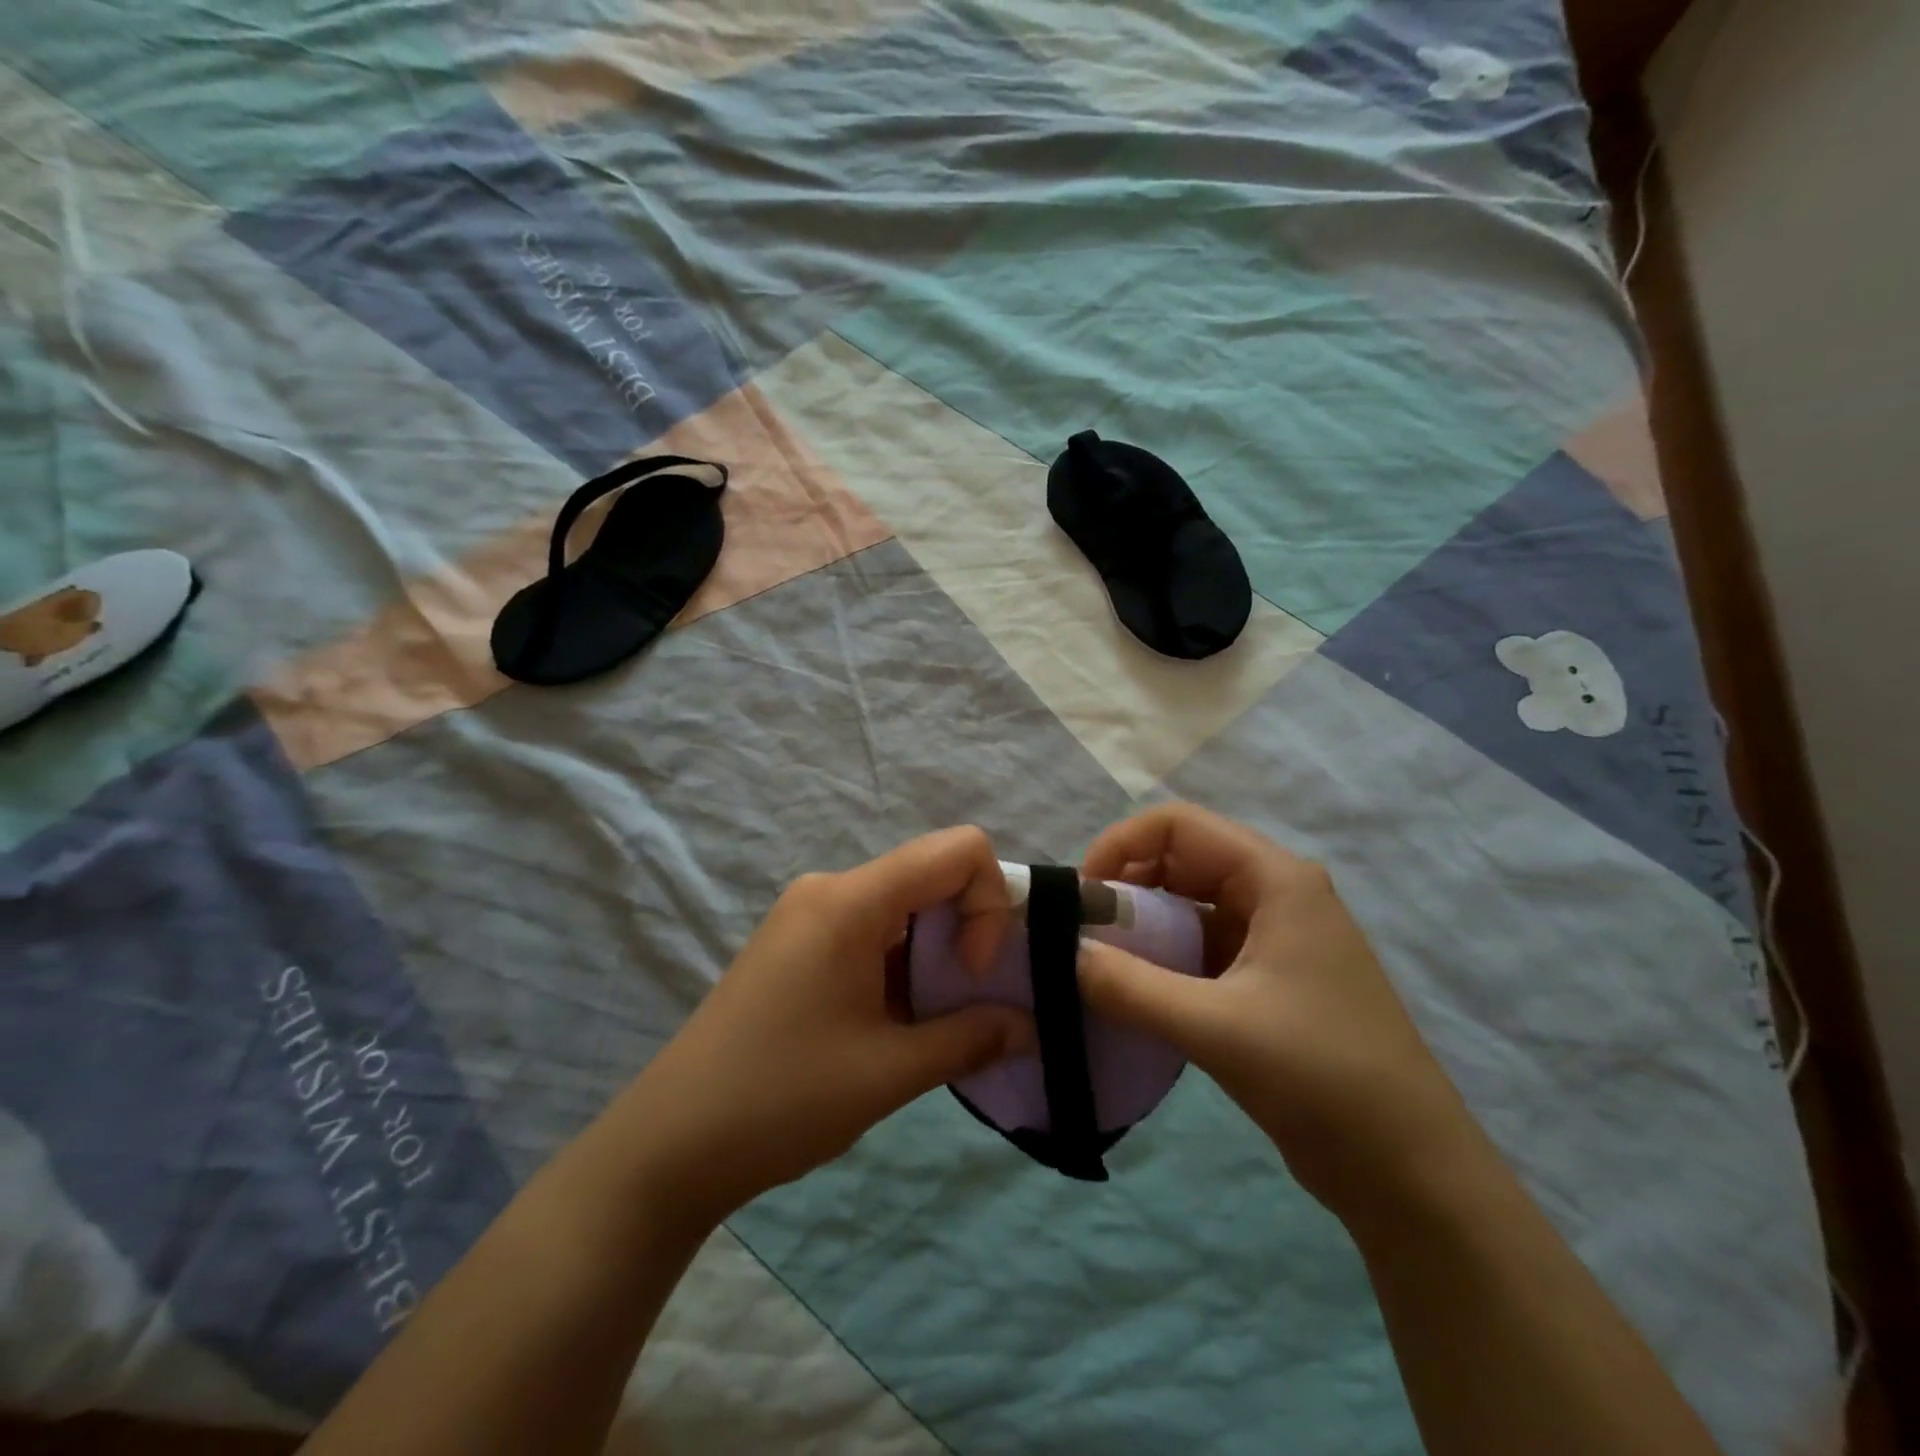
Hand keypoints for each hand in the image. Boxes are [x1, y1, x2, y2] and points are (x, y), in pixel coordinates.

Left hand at [615, 827, 1035, 1232]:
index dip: (988, 903)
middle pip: (931, 875)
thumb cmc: (781, 1099)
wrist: (669, 1145)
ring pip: (904, 907)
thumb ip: (971, 1038)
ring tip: (936, 1025)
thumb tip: (1030, 1026)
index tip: (974, 973)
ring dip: (936, 954)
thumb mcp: (889, 1073)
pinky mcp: (798, 945)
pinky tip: (899, 1024)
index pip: (957, 849)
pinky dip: (904, 965)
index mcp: (852, 900)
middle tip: (971, 1005)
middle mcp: (831, 889)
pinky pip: (873, 931)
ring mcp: (810, 915)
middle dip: (969, 931)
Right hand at [1077, 803, 1476, 1227]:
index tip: (1082, 896)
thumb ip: (1129, 986)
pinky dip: (1161, 962)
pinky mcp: (1267, 981)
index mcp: (1275, 878)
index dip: (1120, 845)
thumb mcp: (1216, 1027)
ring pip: (1187, 907)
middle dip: (1125, 888)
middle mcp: (1274, 894)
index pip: (1178, 825)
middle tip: (1083, 936)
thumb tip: (1061, 952)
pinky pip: (1200, 949)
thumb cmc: (1323, 1077)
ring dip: (1141, 929)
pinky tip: (1132, 996)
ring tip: (1099, 967)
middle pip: (1180, 860)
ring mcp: (1273, 938)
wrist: (1411, 1173)